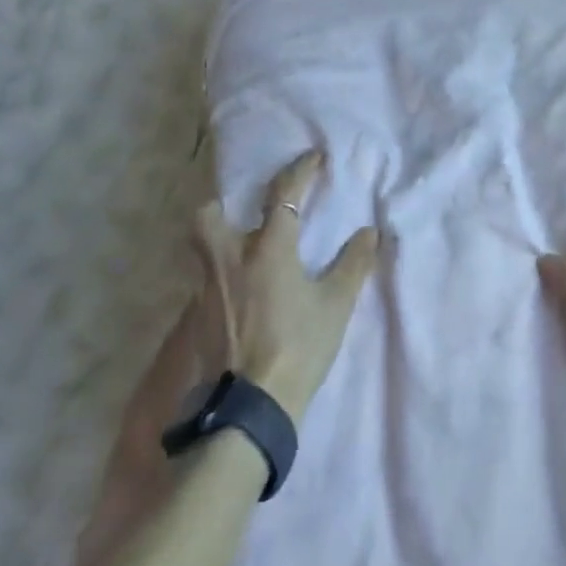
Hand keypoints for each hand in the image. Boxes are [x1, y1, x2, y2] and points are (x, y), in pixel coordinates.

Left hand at [194, 150, 380, 425]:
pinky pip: (203, 284)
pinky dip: (220, 282)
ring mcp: (207, 289)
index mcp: (268, 248)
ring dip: (218, 243)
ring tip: (240, 256)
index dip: (300, 170)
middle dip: (223, 206)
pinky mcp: (196, 319)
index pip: (283, 193)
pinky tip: (237, 299)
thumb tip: (370, 232)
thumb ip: (353, 264)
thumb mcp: (335, 305)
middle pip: (209, 216)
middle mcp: (230, 259)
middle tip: (243, 214)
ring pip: (201, 251)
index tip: (313, 158)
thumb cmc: (298, 347)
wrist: (249, 408)